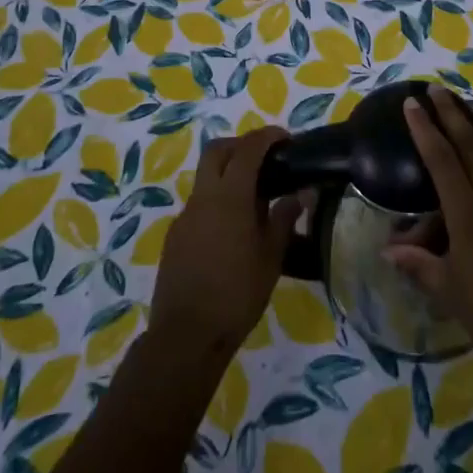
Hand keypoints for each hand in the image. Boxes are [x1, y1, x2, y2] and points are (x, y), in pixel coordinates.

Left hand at [149, 126, 300, 357]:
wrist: (186, 336)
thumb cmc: (237, 294)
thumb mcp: (271, 257)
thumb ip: (284, 219)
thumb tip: (297, 195)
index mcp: (229, 197)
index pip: (248, 149)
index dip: (267, 136)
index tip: (285, 138)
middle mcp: (203, 198)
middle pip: (217, 151)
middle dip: (241, 145)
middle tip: (266, 159)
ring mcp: (185, 217)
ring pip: (205, 177)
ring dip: (228, 173)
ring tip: (255, 198)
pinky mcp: (175, 236)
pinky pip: (199, 204)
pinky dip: (217, 201)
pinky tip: (234, 230)